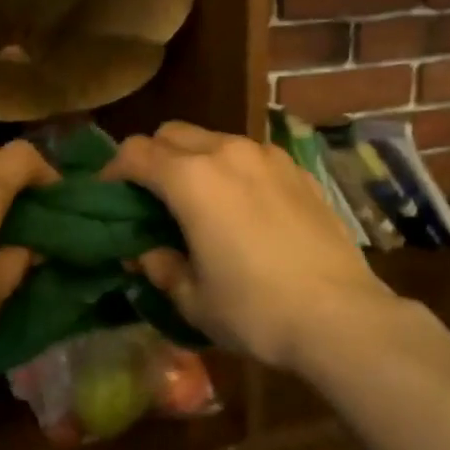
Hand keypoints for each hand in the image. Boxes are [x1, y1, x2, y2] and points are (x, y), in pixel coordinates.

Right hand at [101, 122, 399, 372]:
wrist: (340, 316)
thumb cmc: (255, 310)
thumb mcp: (193, 299)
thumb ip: (160, 266)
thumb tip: (147, 251)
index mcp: (191, 179)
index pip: (135, 152)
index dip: (114, 170)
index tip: (109, 194)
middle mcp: (228, 152)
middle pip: (173, 132)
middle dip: (153, 157)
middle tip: (152, 197)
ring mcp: (268, 157)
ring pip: (214, 139)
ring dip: (195, 160)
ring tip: (200, 201)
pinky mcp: (298, 170)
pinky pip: (251, 156)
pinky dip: (233, 170)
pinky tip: (245, 208)